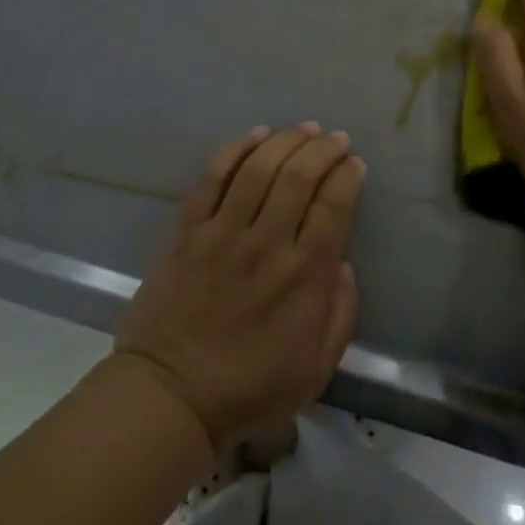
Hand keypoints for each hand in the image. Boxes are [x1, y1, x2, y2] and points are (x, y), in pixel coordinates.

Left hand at [114, 123, 363, 452]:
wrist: (170, 395)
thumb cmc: (251, 388)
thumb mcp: (318, 368)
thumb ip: (341, 313)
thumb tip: (342, 265)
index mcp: (303, 276)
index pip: (333, 207)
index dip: (347, 177)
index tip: (354, 163)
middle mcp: (266, 244)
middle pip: (299, 177)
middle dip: (322, 149)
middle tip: (335, 138)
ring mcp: (223, 234)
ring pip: (258, 169)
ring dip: (285, 141)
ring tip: (303, 129)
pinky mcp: (188, 233)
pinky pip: (212, 180)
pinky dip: (235, 152)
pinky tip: (254, 136)